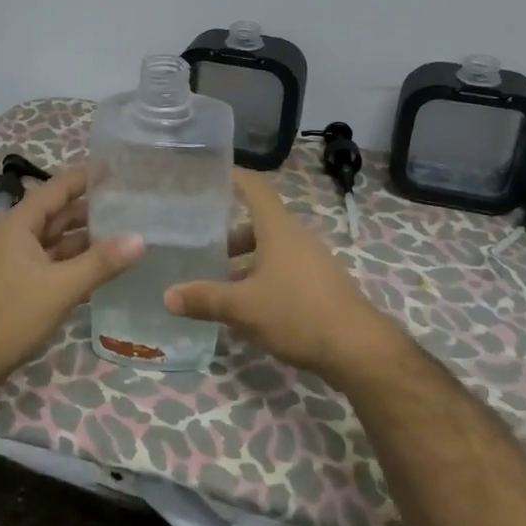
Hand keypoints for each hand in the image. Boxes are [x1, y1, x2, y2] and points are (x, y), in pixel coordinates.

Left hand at [0, 167, 143, 393]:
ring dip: (86, 239)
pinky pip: (53, 264)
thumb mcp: (62, 287)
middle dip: (92, 209)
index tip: (119, 168)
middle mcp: (16, 236)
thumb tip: (141, 238)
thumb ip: (101, 262)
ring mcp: (16, 262)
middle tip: (132, 204)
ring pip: (57, 242)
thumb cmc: (11, 314)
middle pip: (59, 214)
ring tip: (126, 234)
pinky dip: (76, 263)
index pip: (59, 188)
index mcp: (20, 224)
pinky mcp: (19, 286)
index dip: (87, 177)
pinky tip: (103, 269)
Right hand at [163, 169, 389, 378]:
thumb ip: (205, 299)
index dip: (233, 177)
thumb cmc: (297, 313)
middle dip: (228, 234)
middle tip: (198, 244)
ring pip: (270, 251)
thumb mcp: (243, 308)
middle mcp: (296, 238)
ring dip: (244, 261)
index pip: (255, 188)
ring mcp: (311, 262)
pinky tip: (244, 306)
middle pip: (258, 224)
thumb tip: (167, 296)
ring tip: (215, 281)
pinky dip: (260, 279)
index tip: (208, 176)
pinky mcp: (318, 286)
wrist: (357, 349)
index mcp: (278, 229)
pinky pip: (283, 271)